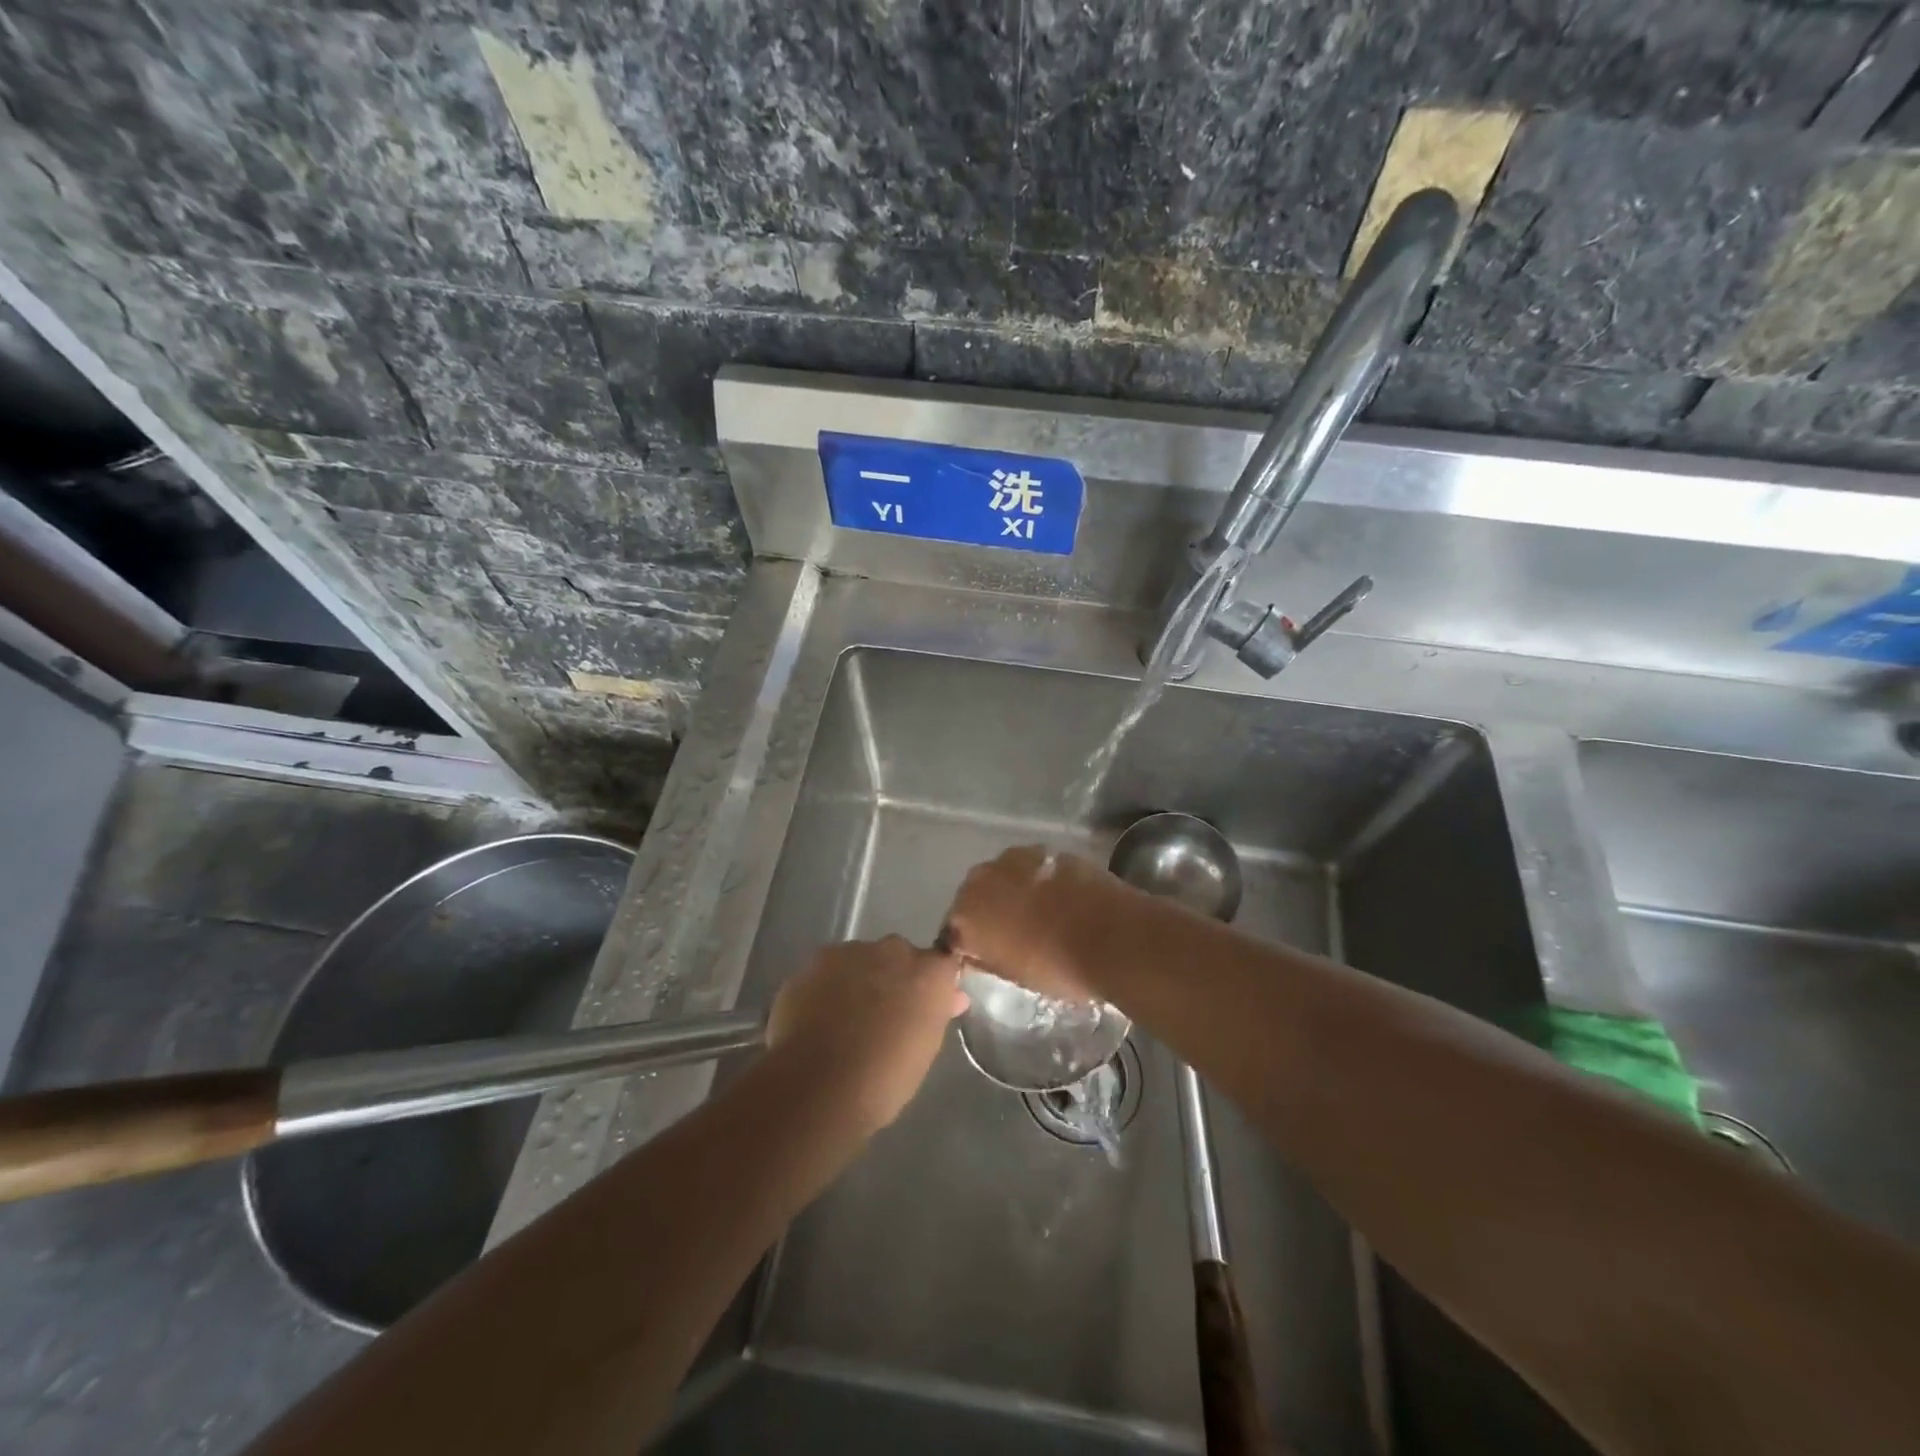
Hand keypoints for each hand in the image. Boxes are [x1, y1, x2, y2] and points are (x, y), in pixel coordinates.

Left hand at [766, 937, 967, 1132]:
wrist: (818, 1086)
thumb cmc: (884, 1078)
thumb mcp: (925, 1049)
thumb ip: (936, 1013)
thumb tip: (951, 998)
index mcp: (929, 972)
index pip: (942, 963)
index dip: (933, 983)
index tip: (925, 1005)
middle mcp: (894, 950)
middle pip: (900, 956)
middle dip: (895, 977)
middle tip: (884, 1014)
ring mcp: (852, 951)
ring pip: (863, 958)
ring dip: (861, 978)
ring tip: (846, 1018)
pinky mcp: (816, 961)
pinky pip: (831, 969)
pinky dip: (830, 986)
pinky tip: (820, 1016)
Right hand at [941, 846, 1125, 1002]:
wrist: (1112, 936)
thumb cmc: (1057, 967)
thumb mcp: (1012, 975)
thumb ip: (986, 957)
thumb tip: (977, 951)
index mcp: (966, 914)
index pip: (954, 929)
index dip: (969, 942)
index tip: (984, 954)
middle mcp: (982, 878)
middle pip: (976, 894)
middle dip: (989, 909)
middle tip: (1012, 933)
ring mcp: (1017, 858)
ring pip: (1005, 876)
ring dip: (1014, 890)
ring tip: (1038, 912)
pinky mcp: (1048, 850)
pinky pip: (1034, 868)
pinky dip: (1040, 880)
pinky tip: (1060, 898)